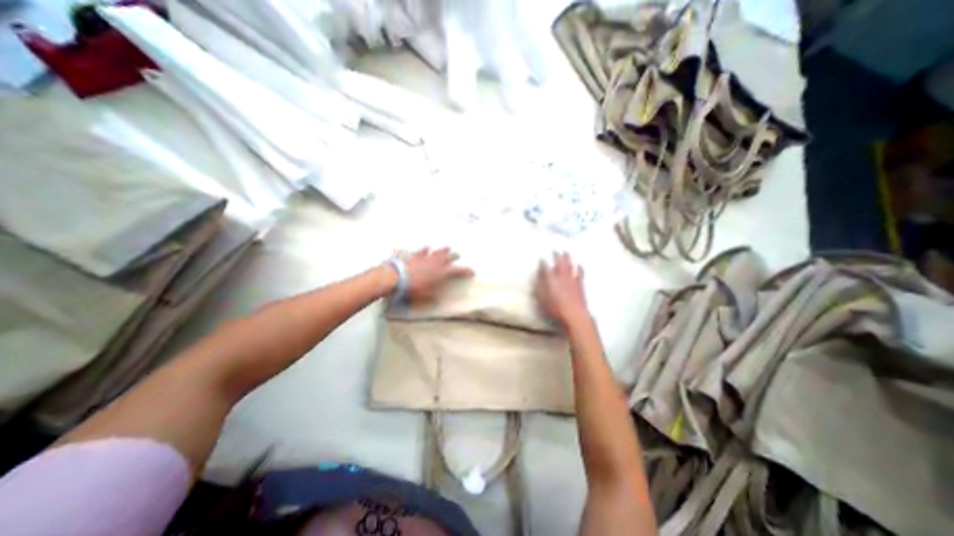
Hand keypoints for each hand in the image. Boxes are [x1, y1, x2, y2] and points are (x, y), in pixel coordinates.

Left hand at [400, 248, 469, 300]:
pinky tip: (427, 247)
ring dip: (442, 250)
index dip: (465, 271)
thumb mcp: (423, 299)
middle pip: (447, 258)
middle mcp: (434, 264)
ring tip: (448, 247)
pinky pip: (421, 251)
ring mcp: (424, 259)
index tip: (472, 271)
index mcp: (440, 274)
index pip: (456, 272)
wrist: (394, 278)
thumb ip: (431, 299)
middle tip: (459, 254)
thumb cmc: (411, 290)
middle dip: (454, 256)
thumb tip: (437, 301)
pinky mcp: (414, 257)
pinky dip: (425, 249)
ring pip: (436, 253)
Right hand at [536, 252, 590, 329]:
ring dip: (568, 258)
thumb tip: (535, 277)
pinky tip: (579, 265)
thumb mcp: (541, 299)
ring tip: (566, 252)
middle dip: (556, 255)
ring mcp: (572, 279)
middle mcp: (561, 276)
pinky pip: (580, 272)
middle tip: (555, 250)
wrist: (574, 314)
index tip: (541, 259)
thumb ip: (538, 287)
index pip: (546, 267)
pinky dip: (579, 267)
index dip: (543, 262)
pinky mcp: (580, 284)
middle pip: (559, 262)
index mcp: (551, 279)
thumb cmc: (555, 308)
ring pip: (570, 265)